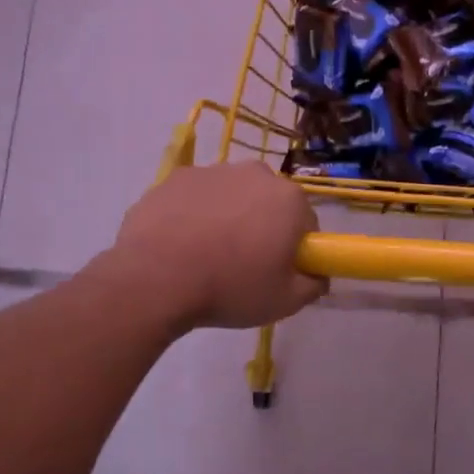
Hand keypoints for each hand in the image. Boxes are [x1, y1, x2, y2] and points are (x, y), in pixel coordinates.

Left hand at [111, 164, 326, 331]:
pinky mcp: (175, 177)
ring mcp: (212, 171)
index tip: (279, 271)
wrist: (155, 279)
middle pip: (269, 202)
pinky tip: (181, 244)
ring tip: (207, 255)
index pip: (306, 222)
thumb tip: (318, 274)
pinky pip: (196, 197)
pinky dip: (194, 214)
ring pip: (232, 196)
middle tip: (244, 264)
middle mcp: (255, 174)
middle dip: (262, 226)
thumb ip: (313, 285)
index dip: (295, 248)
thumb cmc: (230, 288)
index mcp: (289, 199)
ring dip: (228, 217)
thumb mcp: (285, 301)